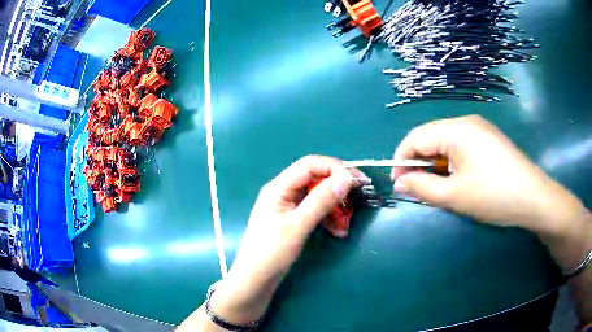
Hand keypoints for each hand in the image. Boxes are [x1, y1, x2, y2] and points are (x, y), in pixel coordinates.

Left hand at [209, 155, 365, 323]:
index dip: (335, 168)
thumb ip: (321, 200)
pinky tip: (337, 231)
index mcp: (279, 187)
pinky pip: (313, 211)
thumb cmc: (272, 252)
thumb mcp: (298, 225)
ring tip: (345, 226)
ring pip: (317, 197)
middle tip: (356, 202)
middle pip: (315, 180)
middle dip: (336, 190)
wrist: (255, 279)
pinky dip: (327, 218)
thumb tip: (345, 178)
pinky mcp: (291, 220)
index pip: (310, 165)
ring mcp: (287, 207)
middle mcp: (283, 192)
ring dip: (334, 208)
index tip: (357, 180)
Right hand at [391, 115, 586, 235]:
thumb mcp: (454, 196)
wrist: (533, 198)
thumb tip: (399, 182)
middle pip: (431, 138)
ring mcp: (480, 129)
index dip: (401, 159)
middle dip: (420, 163)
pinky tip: (459, 179)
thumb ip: (422, 187)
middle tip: (419, 189)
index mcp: (456, 129)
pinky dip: (452, 162)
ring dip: (436, 164)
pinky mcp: (489, 139)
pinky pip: (461, 146)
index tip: (397, 183)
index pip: (416, 138)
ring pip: (446, 143)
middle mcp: (466, 122)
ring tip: (440, 187)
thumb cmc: (493, 196)